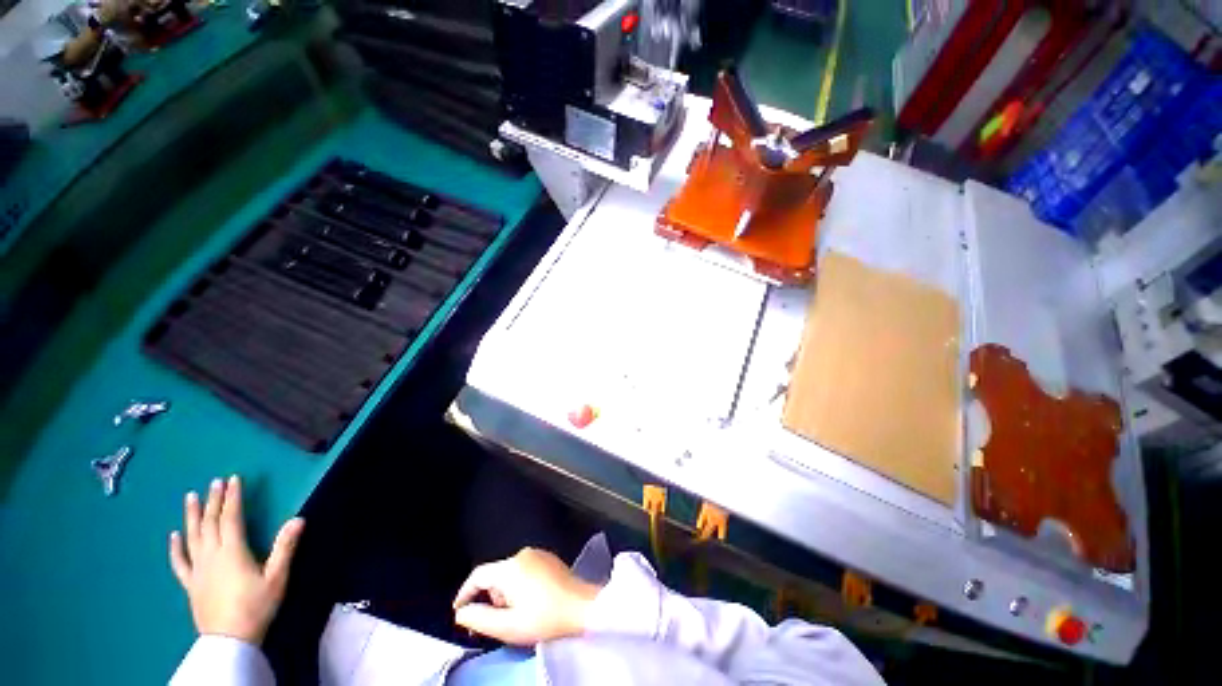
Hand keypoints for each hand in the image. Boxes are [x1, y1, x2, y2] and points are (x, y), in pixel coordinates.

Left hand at [169, 475, 304, 644]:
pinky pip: (179, 562)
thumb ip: (285, 547)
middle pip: (209, 523)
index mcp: (232, 551)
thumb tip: (298, 518)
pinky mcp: (190, 583)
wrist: (229, 640)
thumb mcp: (277, 577)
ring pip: (192, 536)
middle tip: (215, 482)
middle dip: (213, 500)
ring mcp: (197, 569)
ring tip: (190, 497)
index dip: (233, 497)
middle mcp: (211, 555)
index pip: (231, 518)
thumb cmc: (256, 606)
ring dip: (191, 515)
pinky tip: (173, 535)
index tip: (234, 479)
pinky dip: (175, 547)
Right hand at [452, 547, 601, 645]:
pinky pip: (525, 570)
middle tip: (497, 621)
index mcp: (511, 567)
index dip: (465, 593)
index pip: (478, 575)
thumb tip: (462, 612)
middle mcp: (523, 554)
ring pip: (510, 573)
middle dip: (491, 597)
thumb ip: (479, 619)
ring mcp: (538, 554)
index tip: (460, 610)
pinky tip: (531, 602)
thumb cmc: (545, 618)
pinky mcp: (549, 558)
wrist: (582, 607)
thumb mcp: (508, 626)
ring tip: (517, 614)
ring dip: (506, 593)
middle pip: (495, 575)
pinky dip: (520, 586)